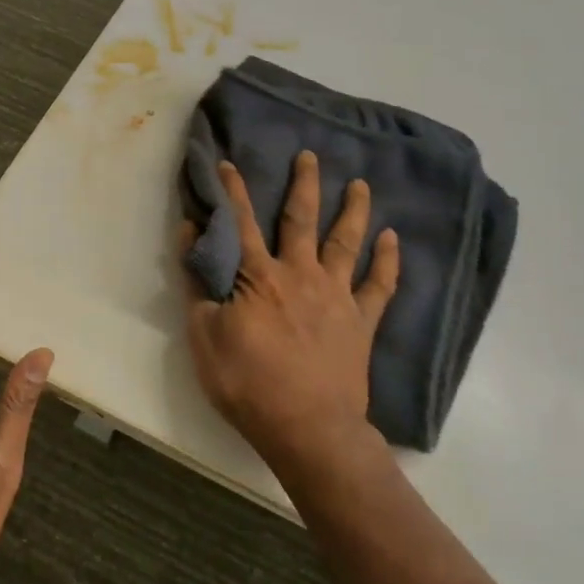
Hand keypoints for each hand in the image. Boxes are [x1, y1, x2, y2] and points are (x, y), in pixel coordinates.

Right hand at [179, 153, 398, 482]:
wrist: (307, 427)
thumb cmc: (247, 383)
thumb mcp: (203, 336)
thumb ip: (196, 283)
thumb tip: (191, 234)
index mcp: (258, 277)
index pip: (242, 223)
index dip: (233, 191)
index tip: (228, 162)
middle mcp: (300, 274)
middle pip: (302, 220)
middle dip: (304, 185)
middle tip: (310, 156)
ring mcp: (336, 296)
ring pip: (345, 242)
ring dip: (353, 211)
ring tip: (361, 184)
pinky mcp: (362, 322)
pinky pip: (379, 285)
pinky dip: (387, 261)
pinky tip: (392, 238)